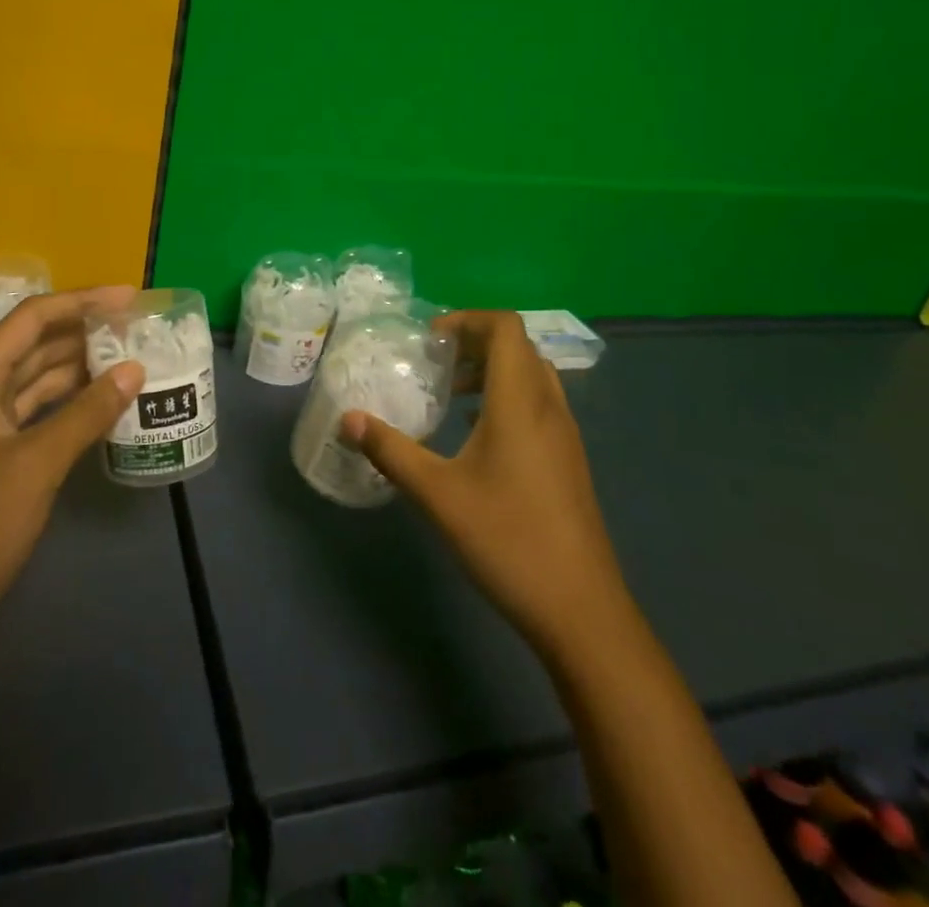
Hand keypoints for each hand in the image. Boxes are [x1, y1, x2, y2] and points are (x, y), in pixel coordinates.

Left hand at [0, 288, 143, 640]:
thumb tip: (134, 369)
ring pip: (39, 382)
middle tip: (136, 327)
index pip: (31, 320)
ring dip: (81, 368)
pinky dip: (72, 405)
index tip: (129, 298)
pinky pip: (40, 415)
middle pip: (35, 346)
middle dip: (83, 331)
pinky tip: (105, 405)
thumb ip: (86, 413)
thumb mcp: (36, 465)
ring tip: (130, 357)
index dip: (80, 301)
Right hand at [341, 310, 628, 661]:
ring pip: (530, 376)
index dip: (468, 319)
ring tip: (450, 394)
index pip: (505, 327)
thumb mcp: (437, 494)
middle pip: (518, 347)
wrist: (581, 610)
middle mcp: (548, 407)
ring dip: (491, 371)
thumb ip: (391, 450)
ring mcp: (564, 435)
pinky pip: (537, 404)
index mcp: (520, 401)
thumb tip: (348, 419)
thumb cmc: (508, 539)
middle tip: (434, 362)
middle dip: (474, 342)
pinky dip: (506, 398)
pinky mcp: (568, 461)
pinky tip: (476, 435)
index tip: (430, 339)